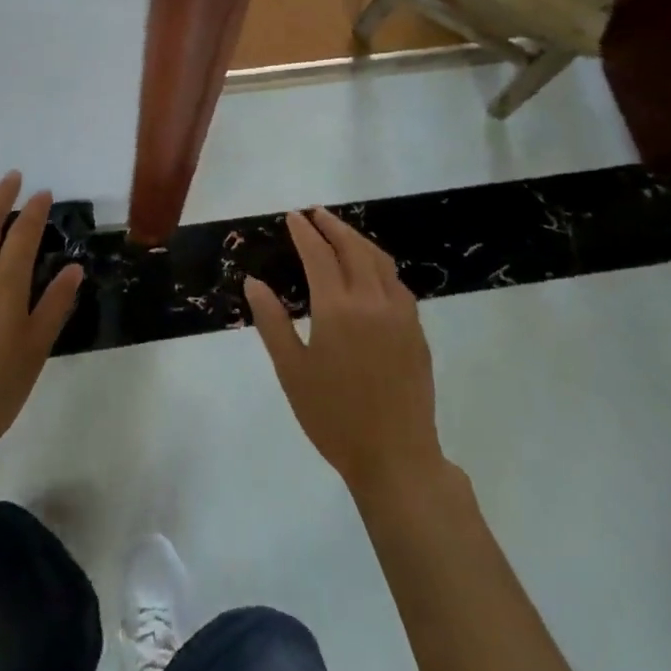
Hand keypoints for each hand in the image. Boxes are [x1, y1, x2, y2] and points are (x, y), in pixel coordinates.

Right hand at [246, 208, 442, 498]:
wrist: (395, 457)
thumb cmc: (333, 417)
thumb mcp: (291, 371)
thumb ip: (272, 321)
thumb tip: (254, 281)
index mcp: (338, 309)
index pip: (319, 255)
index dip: (304, 232)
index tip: (292, 217)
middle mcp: (372, 301)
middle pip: (353, 248)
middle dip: (332, 226)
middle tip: (315, 214)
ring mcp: (400, 314)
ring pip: (380, 260)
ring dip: (358, 240)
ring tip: (341, 233)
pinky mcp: (417, 330)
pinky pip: (397, 282)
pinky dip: (379, 264)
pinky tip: (371, 272)